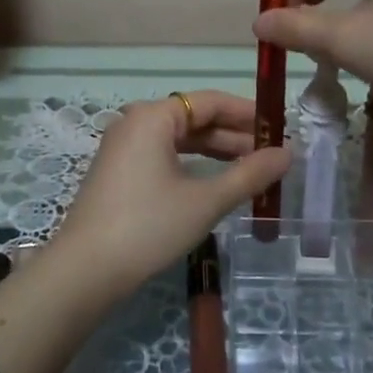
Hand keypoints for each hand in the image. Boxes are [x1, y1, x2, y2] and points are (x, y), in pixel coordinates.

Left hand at [51, 91, 289, 300]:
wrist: (85, 271)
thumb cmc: (149, 226)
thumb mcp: (206, 200)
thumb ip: (249, 174)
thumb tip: (288, 153)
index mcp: (153, 116)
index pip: (210, 101)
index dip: (248, 113)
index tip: (280, 128)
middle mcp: (135, 122)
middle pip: (194, 118)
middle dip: (234, 135)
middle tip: (273, 153)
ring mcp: (123, 147)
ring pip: (179, 139)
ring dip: (216, 152)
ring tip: (252, 168)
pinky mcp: (118, 172)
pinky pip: (164, 156)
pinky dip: (192, 164)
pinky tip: (215, 182)